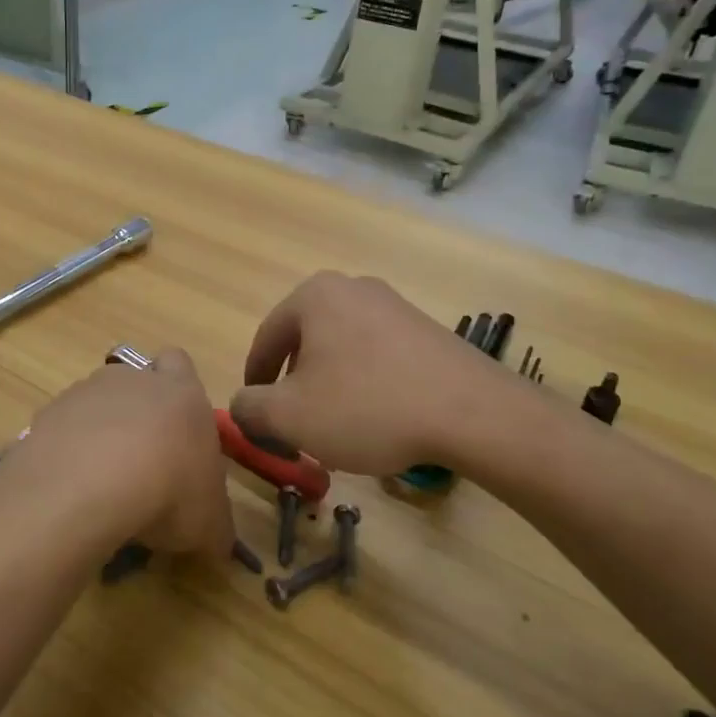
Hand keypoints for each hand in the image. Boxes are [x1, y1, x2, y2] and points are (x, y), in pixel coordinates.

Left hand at [17, 349, 232, 559]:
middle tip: (142, 468)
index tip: (178, 430)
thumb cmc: (168, 493)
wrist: (88, 488)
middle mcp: (132, 380)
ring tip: (100, 487)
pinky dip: (65, 455)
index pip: (180, 364)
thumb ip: (216, 526)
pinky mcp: (46, 416)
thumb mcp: (210, 525)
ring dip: (98, 436)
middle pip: (134, 384)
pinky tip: (68, 492)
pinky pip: (60, 432)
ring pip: (94, 407)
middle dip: (137, 418)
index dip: (179, 390)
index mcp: (181, 392)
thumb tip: (216, 541)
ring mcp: (84, 393)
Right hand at [232, 272, 547, 479]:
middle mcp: (353, 288)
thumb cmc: (368, 407)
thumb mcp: (290, 417)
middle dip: (294, 386)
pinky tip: (378, 419)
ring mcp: (394, 306)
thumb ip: (249, 409)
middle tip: (294, 425)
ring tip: (336, 428)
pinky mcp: (426, 330)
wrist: (473, 413)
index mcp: (314, 295)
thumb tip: (242, 406)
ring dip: (329, 387)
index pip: (265, 340)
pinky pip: (377, 356)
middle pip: (304, 342)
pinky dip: (365, 385)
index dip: (254, 383)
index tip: (255, 417)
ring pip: (341, 350)